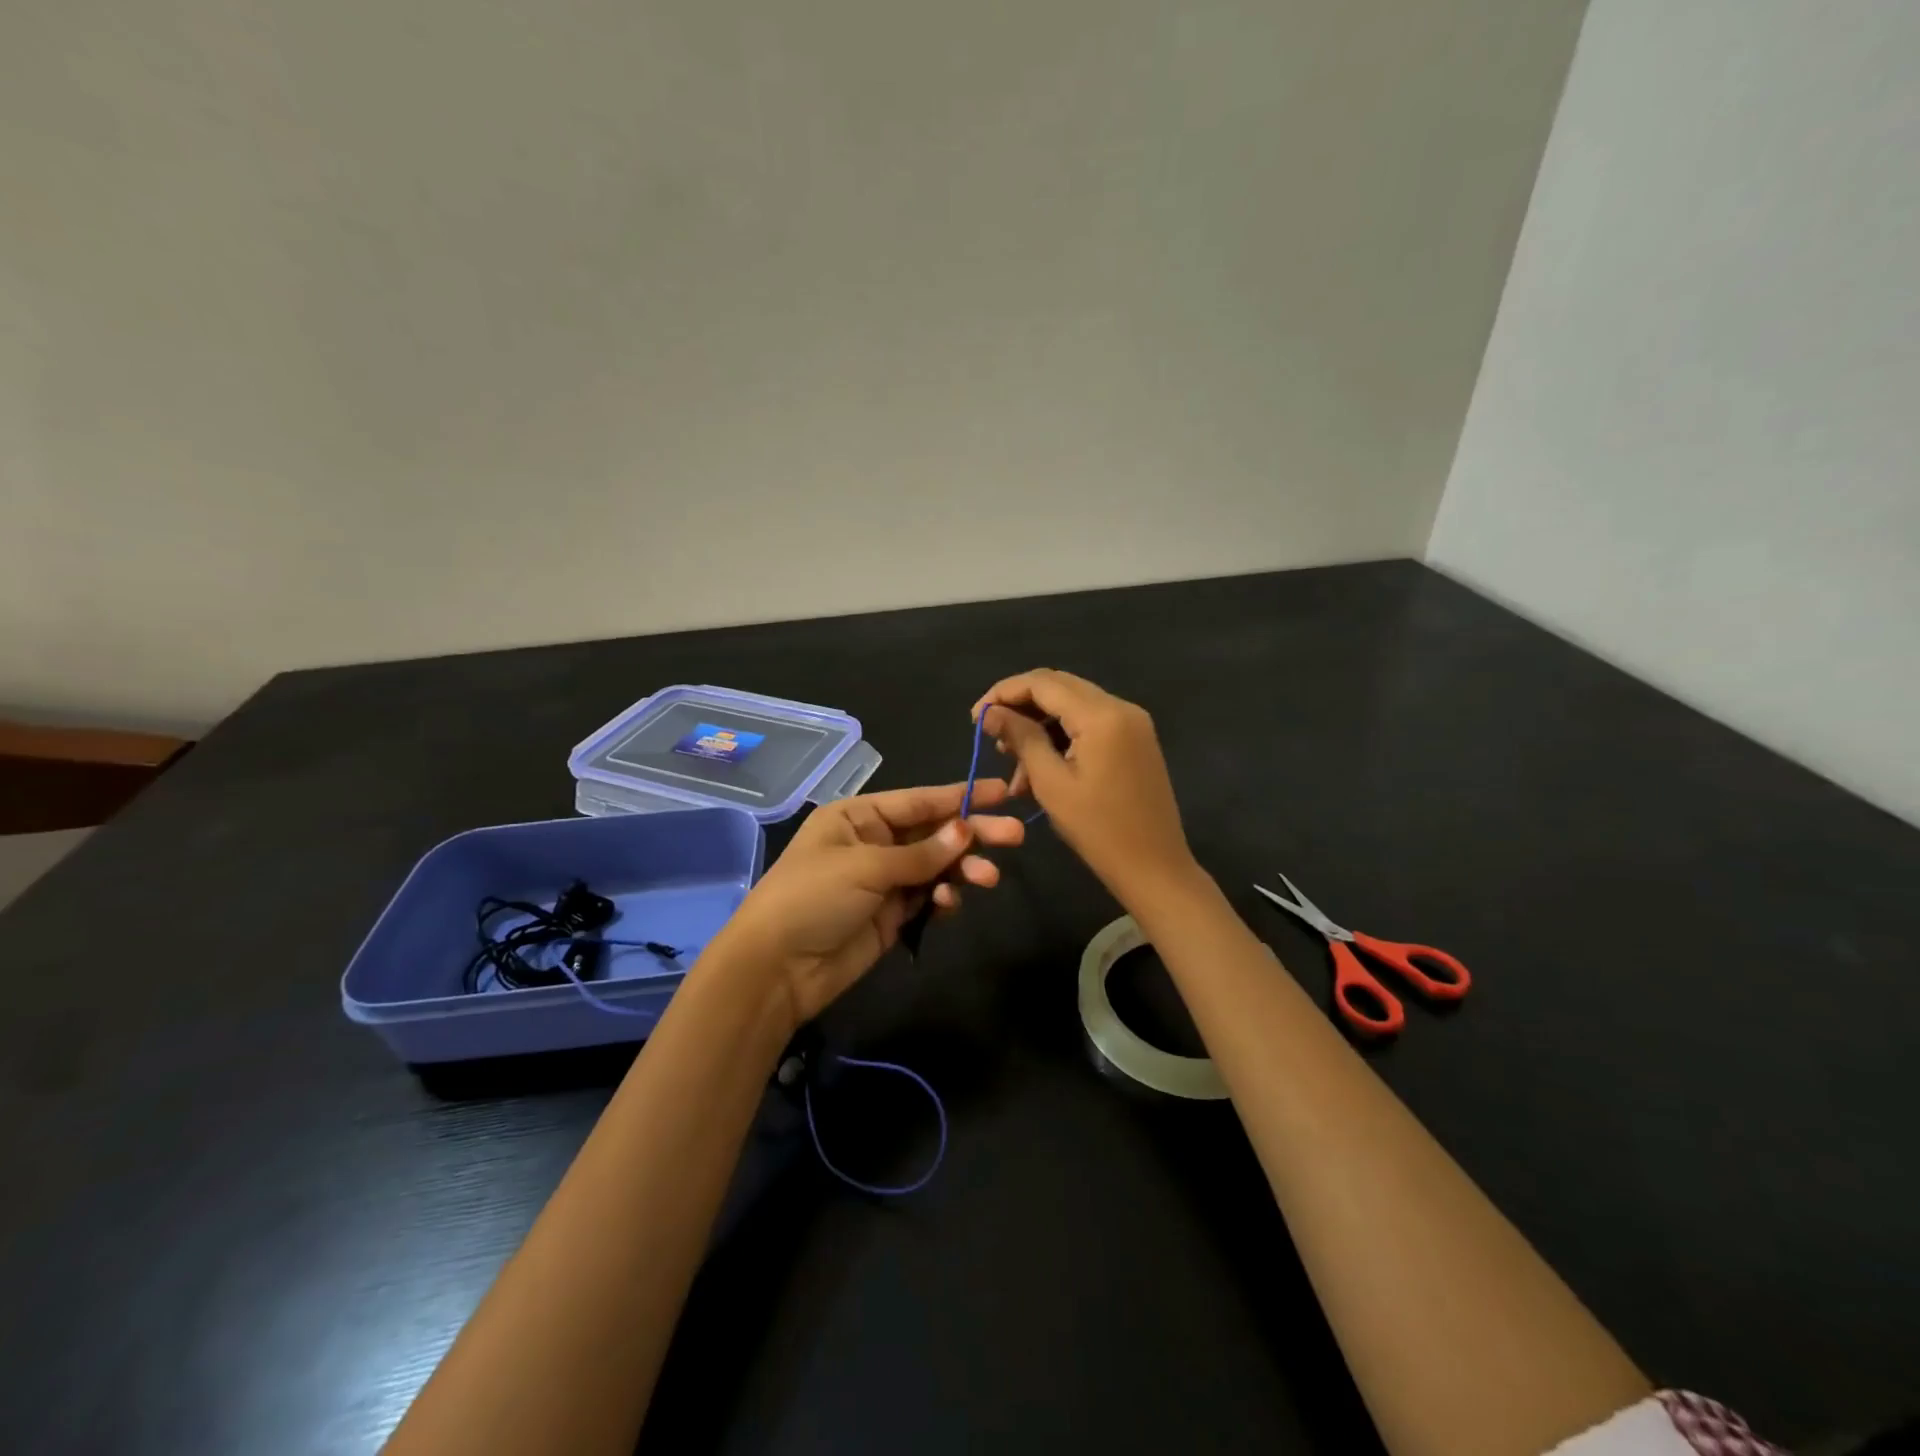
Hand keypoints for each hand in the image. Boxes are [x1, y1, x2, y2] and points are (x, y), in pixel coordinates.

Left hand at [717, 780, 1025, 1029]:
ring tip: (987, 878)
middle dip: (972, 834)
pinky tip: (950, 903)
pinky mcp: (891, 916)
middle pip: (933, 833)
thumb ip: (920, 852)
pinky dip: (944, 897)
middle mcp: (874, 843)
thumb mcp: (865, 866)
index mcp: (859, 817)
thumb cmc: (812, 898)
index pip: (919, 801)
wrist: (776, 969)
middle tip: (1014, 836)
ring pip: (936, 866)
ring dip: (962, 869)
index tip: (1004, 792)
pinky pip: (927, 897)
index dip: (962, 796)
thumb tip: (966, 830)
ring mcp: (883, 881)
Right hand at [974, 669, 1196, 902]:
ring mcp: (1133, 723)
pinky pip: (1091, 724)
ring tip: (1013, 764)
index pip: (1042, 682)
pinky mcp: (1136, 740)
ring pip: (1073, 706)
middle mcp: (1121, 707)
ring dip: (1040, 726)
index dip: (1003, 693)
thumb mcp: (1051, 783)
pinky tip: (1040, 768)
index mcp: (1102, 714)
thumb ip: (1021, 738)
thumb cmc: (1098, 830)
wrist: (1156, 868)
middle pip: (1059, 687)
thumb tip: (990, 712)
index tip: (975, 718)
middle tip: (991, 737)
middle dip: (1020, 707)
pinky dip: (1062, 738)